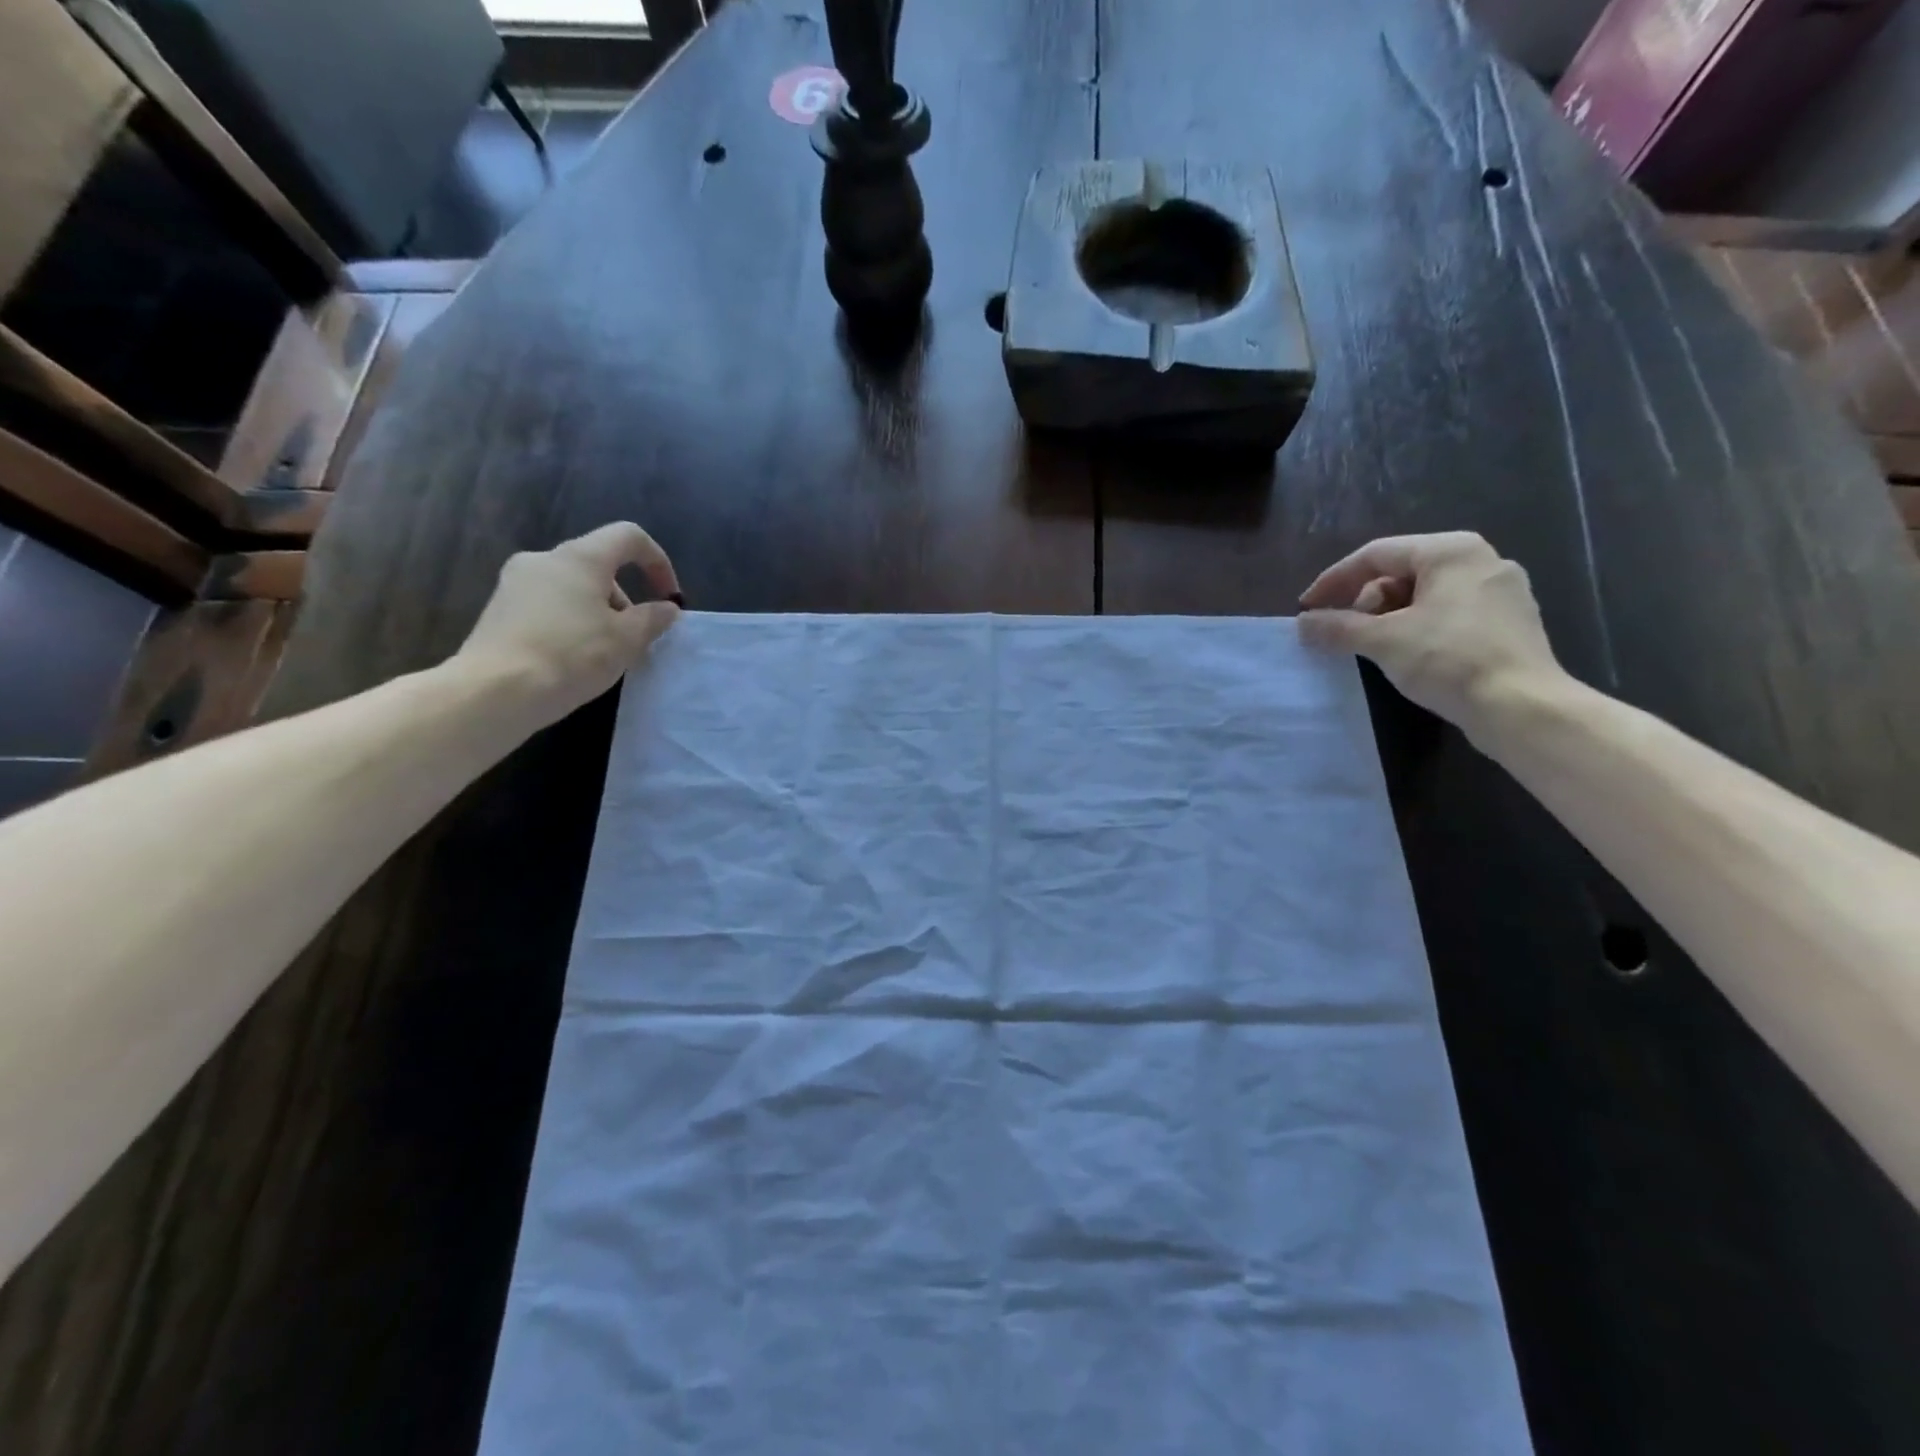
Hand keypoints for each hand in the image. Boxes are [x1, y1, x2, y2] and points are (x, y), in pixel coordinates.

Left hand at [455, 522, 681, 729]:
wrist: (495, 691)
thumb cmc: (571, 656)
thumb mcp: (627, 640)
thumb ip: (652, 618)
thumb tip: (666, 608)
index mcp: (580, 558)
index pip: (628, 536)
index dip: (658, 561)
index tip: (667, 598)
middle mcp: (544, 559)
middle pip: (599, 564)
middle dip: (626, 598)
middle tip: (635, 638)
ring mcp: (515, 583)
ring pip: (573, 587)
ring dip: (599, 612)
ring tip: (606, 654)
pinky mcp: (499, 610)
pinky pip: (549, 605)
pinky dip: (572, 623)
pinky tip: (574, 659)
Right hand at [1297, 532, 1565, 740]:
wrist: (1522, 707)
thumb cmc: (1449, 660)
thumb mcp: (1382, 641)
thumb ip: (1337, 628)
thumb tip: (1302, 624)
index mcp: (1450, 551)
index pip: (1375, 555)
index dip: (1333, 581)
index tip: (1307, 609)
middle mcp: (1480, 560)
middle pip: (1400, 572)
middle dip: (1363, 602)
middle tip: (1343, 633)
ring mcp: (1500, 591)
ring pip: (1424, 594)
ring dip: (1388, 617)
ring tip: (1371, 647)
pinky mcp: (1508, 622)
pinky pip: (1448, 613)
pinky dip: (1417, 627)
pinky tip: (1406, 654)